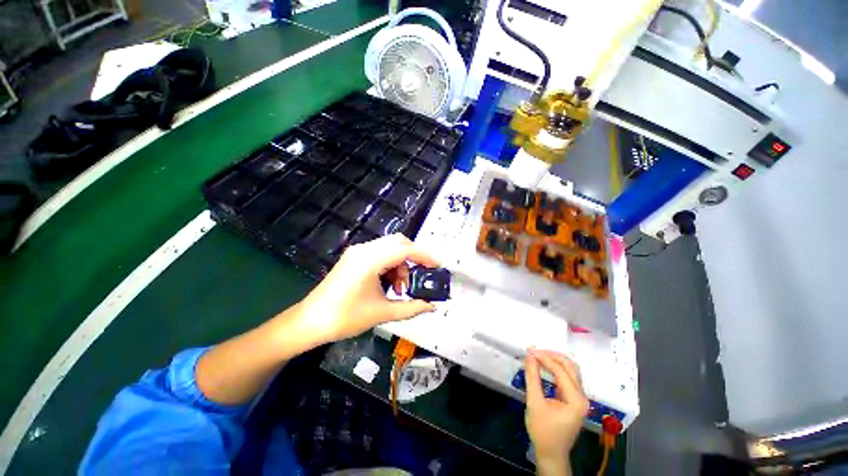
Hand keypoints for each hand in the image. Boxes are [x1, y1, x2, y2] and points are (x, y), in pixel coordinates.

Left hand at [293, 234, 438, 344]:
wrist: (309, 322)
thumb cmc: (344, 318)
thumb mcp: (382, 313)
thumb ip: (411, 307)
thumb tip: (432, 306)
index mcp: (370, 260)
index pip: (405, 249)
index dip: (425, 256)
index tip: (438, 266)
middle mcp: (364, 250)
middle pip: (398, 242)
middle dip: (413, 258)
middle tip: (420, 276)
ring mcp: (358, 252)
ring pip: (390, 248)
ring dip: (401, 264)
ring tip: (400, 288)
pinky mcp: (354, 258)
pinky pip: (380, 254)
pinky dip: (390, 266)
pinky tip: (389, 284)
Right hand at [525, 349, 588, 474]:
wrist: (551, 453)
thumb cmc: (543, 431)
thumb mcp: (534, 403)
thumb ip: (532, 378)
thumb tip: (530, 356)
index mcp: (576, 400)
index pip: (560, 370)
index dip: (544, 358)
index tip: (529, 351)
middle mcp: (582, 396)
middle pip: (570, 366)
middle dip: (551, 355)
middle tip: (534, 351)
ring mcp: (580, 398)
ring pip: (571, 370)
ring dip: (555, 360)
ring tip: (538, 355)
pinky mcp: (575, 399)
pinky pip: (568, 377)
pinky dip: (557, 368)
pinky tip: (545, 365)